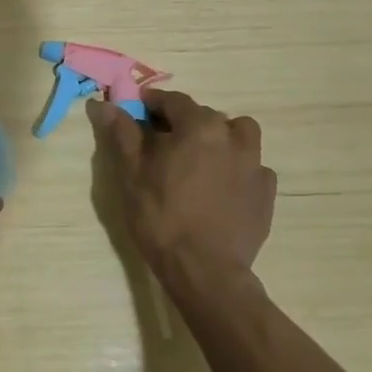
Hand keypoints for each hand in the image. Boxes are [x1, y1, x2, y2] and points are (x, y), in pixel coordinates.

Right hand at [87, 90, 275, 296]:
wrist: (205, 271)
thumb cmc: (161, 217)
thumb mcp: (131, 174)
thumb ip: (122, 133)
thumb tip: (105, 104)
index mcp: (198, 125)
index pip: (173, 100)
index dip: (153, 103)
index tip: (139, 111)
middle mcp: (231, 135)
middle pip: (205, 116)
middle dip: (183, 123)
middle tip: (163, 144)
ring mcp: (254, 163)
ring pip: (238, 135)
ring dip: (220, 138)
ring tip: (201, 160)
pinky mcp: (266, 192)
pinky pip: (252, 166)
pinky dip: (238, 168)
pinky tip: (223, 188)